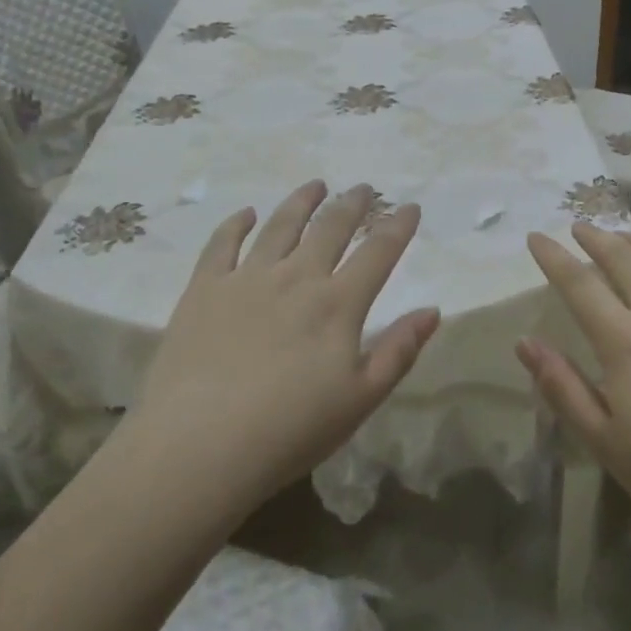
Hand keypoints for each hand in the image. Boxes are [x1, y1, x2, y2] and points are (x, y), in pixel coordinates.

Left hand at [127, 181, 439, 512]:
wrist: (198, 445)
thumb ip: (398, 352)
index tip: (409, 207)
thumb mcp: (359, 401)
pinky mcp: (205, 288)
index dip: (398, 226)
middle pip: (330, 228)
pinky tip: (246, 214)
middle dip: (352, 204)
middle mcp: (296, 277)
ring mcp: (247, 277)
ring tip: (315, 185)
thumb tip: (432, 310)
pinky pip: (223, 243)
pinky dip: (237, 223)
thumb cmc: (288, 431)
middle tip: (364, 188)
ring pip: (281, 225)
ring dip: (302, 201)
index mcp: (337, 304)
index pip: (378, 253)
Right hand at [518, 226, 630, 552]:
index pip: (579, 284)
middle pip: (624, 258)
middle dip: (595, 238)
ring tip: (623, 236)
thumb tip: (525, 341)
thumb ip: (563, 388)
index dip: (553, 257)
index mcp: (626, 342)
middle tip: (580, 228)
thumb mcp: (607, 445)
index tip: (537, 236)